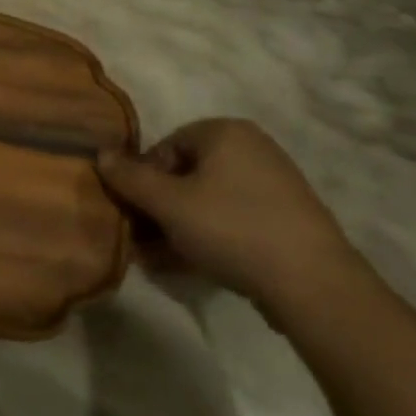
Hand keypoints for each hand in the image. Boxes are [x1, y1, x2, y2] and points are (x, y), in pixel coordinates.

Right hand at [97, 119, 358, 314]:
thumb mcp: (169, 204)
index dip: (143, 180)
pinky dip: (210, 238)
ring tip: (160, 260)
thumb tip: (101, 154)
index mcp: (225, 131)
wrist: (314, 284)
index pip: (166, 146)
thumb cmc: (232, 228)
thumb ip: (130, 178)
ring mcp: (274, 184)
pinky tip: (191, 266)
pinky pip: (234, 220)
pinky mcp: (287, 220)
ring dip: (179, 228)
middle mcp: (252, 148)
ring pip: (208, 201)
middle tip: (142, 241)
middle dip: (160, 208)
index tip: (135, 214)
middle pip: (187, 174)